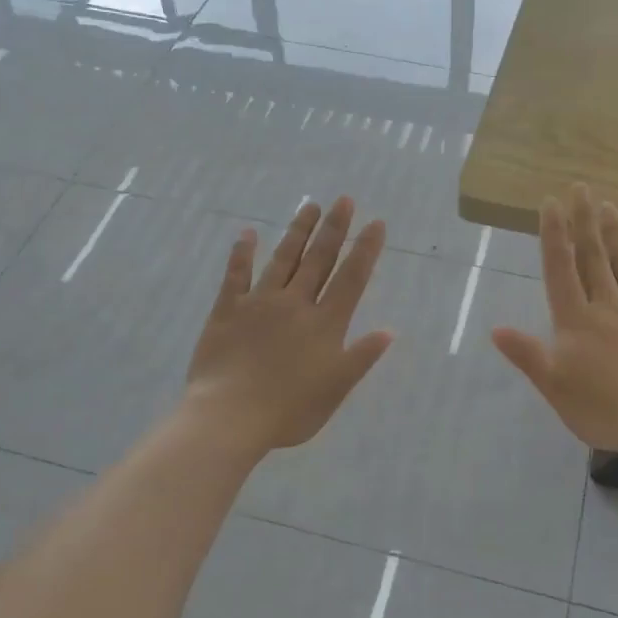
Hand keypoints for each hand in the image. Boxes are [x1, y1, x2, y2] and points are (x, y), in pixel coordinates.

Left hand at [184, 197, 393, 454]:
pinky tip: (249, 233)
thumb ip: (361, 357)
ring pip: (283, 259)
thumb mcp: (336, 389)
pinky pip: (236, 274)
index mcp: (325, 324)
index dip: (365, 250)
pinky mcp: (228, 309)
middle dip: (334, 229)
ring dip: (298, 231)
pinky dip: (243, 252)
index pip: (351, 278)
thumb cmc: (289, 410)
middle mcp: (296, 304)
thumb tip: (389, 330)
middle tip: (344, 200)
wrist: (230, 416)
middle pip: (319, 259)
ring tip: (309, 205)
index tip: (376, 223)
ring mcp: (260, 303)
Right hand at [492, 185, 617, 461]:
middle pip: (593, 257)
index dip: (554, 235)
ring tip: (608, 205)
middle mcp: (608, 307)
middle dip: (584, 221)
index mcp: (576, 321)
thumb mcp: (555, 388)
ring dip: (615, 234)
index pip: (561, 269)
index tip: (551, 203)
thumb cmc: (604, 409)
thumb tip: (495, 328)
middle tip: (581, 187)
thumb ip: (528, 355)